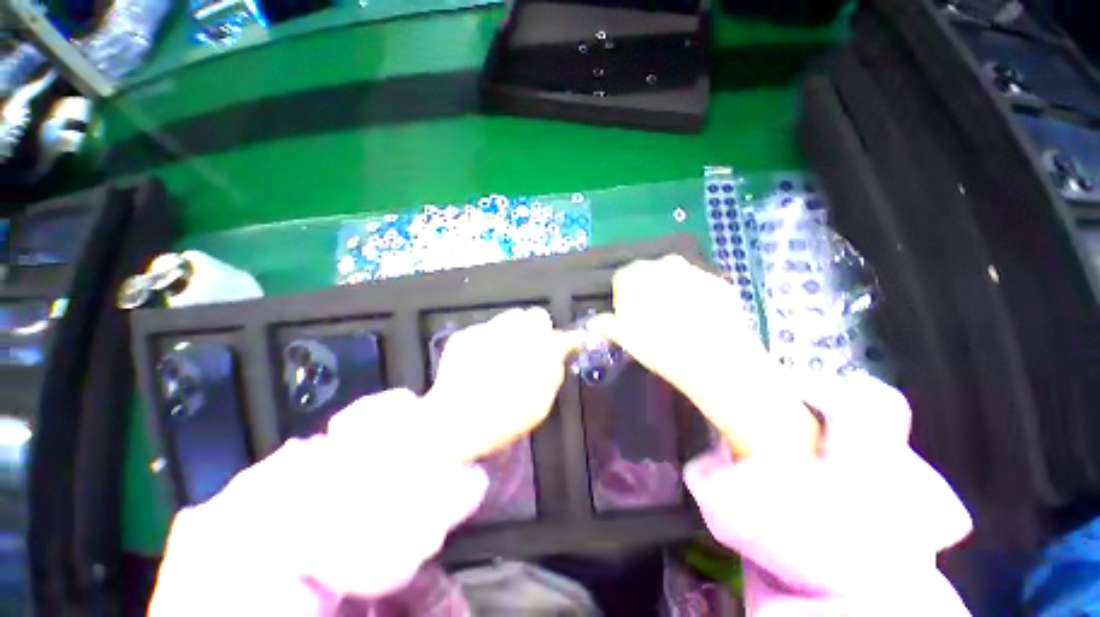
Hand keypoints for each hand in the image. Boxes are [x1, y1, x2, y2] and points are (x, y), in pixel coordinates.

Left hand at [423, 307, 575, 463]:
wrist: (452, 423)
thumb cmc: (503, 419)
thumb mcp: (540, 404)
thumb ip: (554, 372)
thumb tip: (560, 354)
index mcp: (537, 350)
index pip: (561, 335)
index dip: (567, 339)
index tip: (567, 345)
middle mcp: (514, 332)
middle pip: (536, 316)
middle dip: (538, 330)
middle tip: (532, 350)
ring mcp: (487, 330)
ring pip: (511, 316)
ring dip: (514, 331)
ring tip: (505, 353)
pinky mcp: (465, 334)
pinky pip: (486, 328)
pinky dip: (489, 340)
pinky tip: (481, 361)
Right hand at [586, 255, 819, 458]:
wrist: (719, 361)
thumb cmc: (664, 348)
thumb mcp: (628, 338)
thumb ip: (608, 326)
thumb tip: (594, 324)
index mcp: (641, 275)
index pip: (622, 278)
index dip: (622, 299)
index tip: (628, 319)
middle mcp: (668, 264)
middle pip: (647, 274)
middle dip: (645, 294)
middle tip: (650, 321)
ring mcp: (696, 271)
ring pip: (673, 278)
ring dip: (668, 293)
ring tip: (674, 320)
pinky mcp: (720, 283)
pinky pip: (697, 285)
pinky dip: (692, 297)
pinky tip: (697, 320)